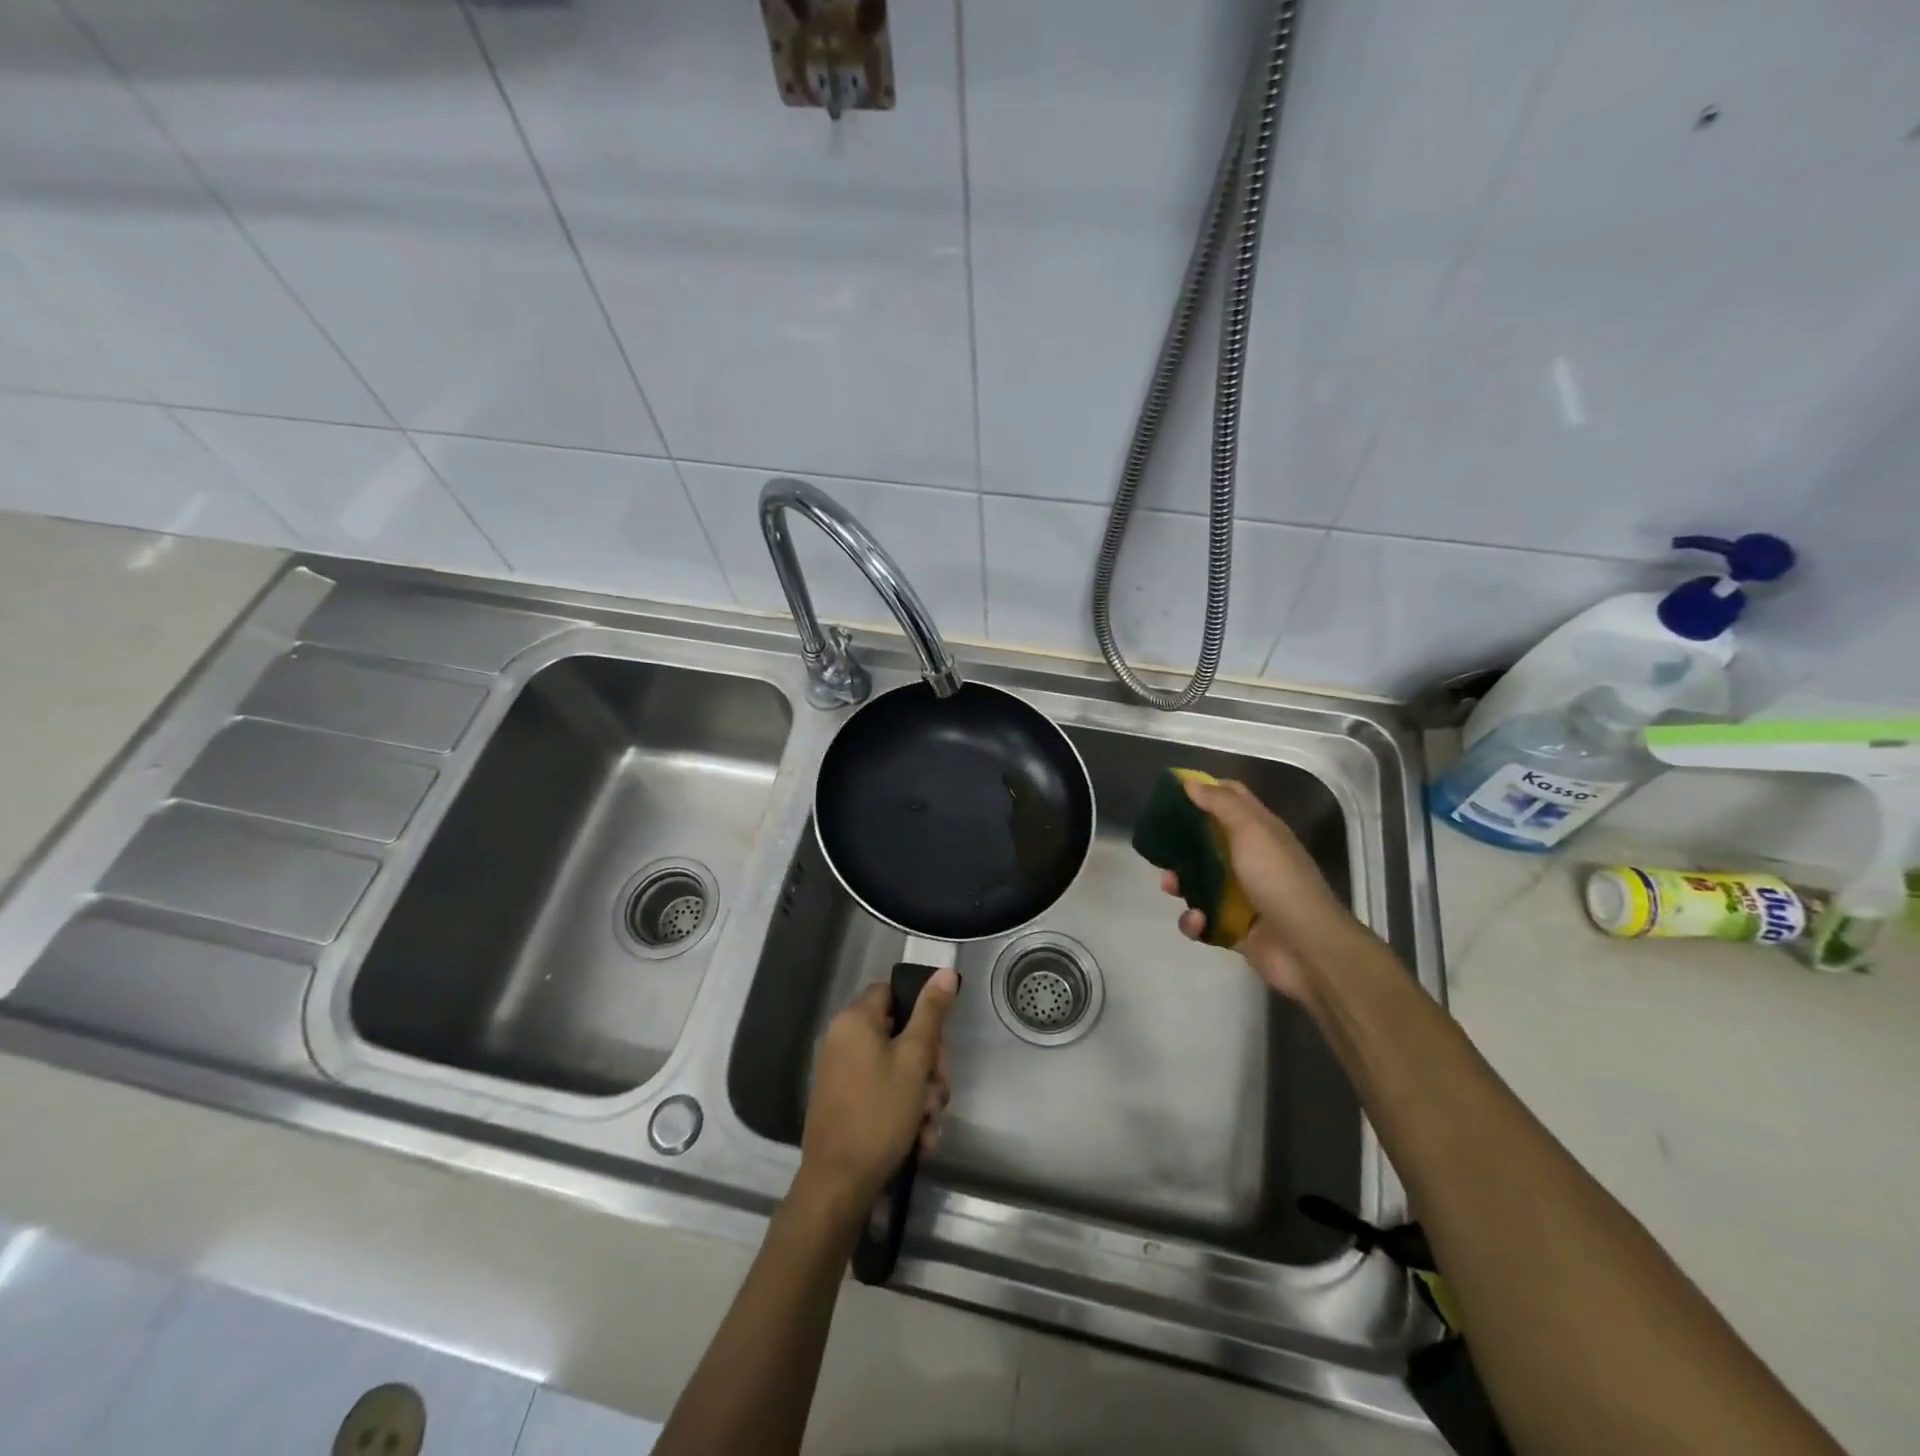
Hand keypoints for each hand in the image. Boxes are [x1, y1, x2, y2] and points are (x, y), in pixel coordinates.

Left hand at [798, 970, 957, 1212]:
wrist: (839, 1184)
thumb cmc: (879, 1112)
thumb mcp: (914, 1059)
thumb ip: (932, 1013)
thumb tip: (946, 971)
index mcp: (854, 1020)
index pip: (893, 992)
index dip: (921, 1012)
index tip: (938, 1043)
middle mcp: (843, 1040)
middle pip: (899, 1033)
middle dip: (928, 1064)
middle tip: (937, 1089)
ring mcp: (842, 1073)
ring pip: (896, 1069)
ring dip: (921, 1094)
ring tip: (929, 1124)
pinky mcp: (845, 1102)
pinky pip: (883, 1093)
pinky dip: (903, 1111)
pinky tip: (919, 1139)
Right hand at [1160, 776, 1360, 1002]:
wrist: (1306, 947)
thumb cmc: (1278, 879)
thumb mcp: (1251, 831)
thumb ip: (1221, 804)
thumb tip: (1190, 782)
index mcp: (1260, 832)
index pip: (1232, 799)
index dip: (1205, 790)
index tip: (1172, 792)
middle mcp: (1251, 859)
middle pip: (1208, 841)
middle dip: (1181, 842)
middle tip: (1159, 842)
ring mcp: (1242, 896)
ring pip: (1199, 882)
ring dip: (1180, 883)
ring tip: (1170, 885)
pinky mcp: (1233, 928)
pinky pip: (1203, 920)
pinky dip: (1195, 921)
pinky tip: (1198, 921)